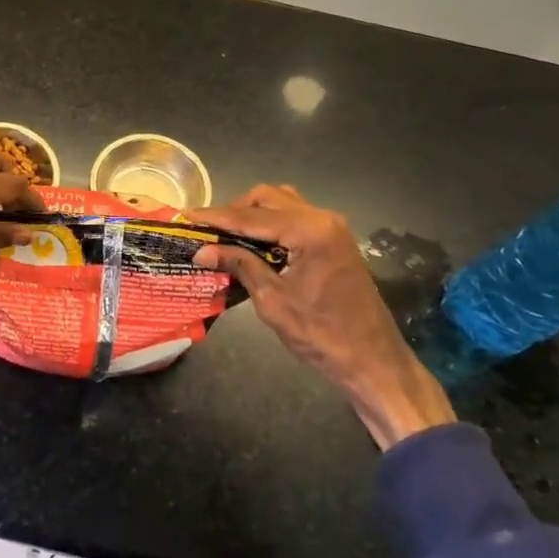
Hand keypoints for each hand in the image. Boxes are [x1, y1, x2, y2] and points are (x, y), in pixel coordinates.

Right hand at [193, 185, 455, 450]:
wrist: (372, 359)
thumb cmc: (321, 334)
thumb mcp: (272, 300)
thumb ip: (240, 266)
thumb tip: (202, 250)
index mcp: (309, 231)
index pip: (251, 216)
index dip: (216, 216)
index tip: (186, 216)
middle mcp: (322, 218)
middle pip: (267, 198)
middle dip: (234, 211)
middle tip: (207, 231)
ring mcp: (332, 227)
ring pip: (282, 203)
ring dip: (253, 214)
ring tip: (227, 236)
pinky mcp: (334, 240)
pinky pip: (295, 218)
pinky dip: (271, 224)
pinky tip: (253, 243)